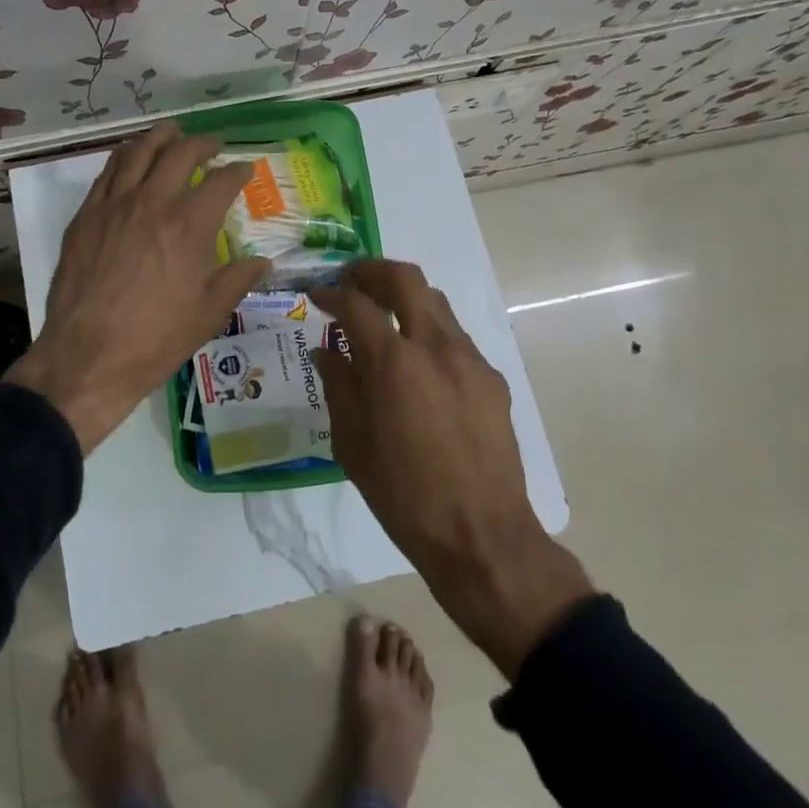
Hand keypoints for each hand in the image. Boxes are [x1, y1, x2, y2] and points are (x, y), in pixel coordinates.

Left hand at [5, 121, 267, 454]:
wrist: (87, 356)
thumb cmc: (155, 340)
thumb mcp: (208, 314)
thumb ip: (237, 280)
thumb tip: (262, 262)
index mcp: (189, 225)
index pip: (221, 182)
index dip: (238, 171)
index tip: (245, 169)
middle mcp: (152, 202)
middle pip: (179, 153)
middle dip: (202, 143)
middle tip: (212, 145)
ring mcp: (114, 205)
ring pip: (138, 152)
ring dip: (160, 137)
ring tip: (172, 132)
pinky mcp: (86, 216)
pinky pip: (107, 172)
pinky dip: (125, 157)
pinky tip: (131, 159)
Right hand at [311, 260, 593, 678]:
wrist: (482, 536)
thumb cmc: (404, 496)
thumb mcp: (353, 445)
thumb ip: (339, 386)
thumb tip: (326, 350)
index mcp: (394, 364)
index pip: (357, 304)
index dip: (332, 293)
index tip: (316, 296)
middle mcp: (435, 347)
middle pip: (406, 278)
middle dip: (372, 271)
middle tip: (350, 282)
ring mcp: (470, 360)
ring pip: (435, 302)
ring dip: (404, 298)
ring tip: (383, 319)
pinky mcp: (492, 379)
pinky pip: (455, 337)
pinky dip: (428, 332)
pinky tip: (417, 366)